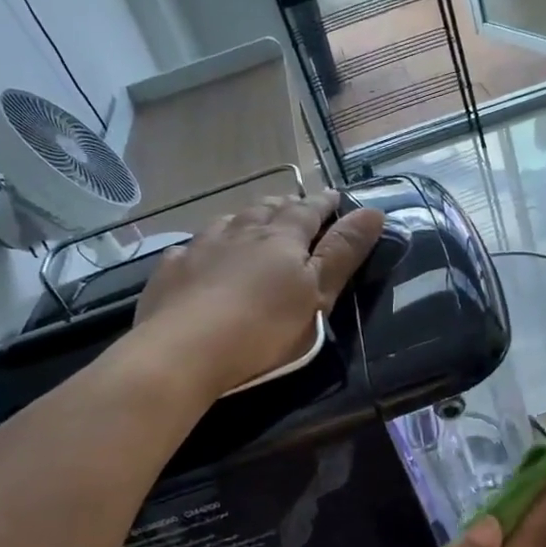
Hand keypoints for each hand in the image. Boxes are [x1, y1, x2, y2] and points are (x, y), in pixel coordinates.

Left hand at [132, 190, 384, 397]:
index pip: (308, 210)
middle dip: (284, 205)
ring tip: (252, 222)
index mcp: (282, 237)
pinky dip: (204, 245)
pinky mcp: (171, 269)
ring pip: (228, 221)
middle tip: (295, 206)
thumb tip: (374, 210)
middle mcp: (241, 231)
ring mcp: (201, 247)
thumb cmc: (265, 328)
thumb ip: (343, 253)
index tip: (335, 196)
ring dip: (245, 218)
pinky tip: (200, 254)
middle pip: (266, 208)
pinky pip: (190, 247)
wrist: (186, 350)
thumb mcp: (317, 295)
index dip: (324, 203)